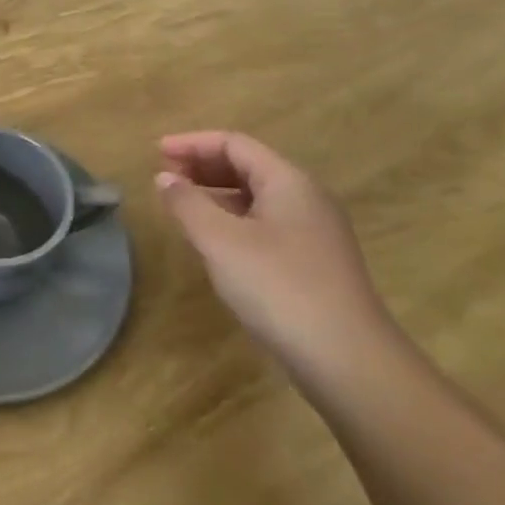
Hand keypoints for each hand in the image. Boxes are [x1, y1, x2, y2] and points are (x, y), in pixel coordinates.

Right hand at [155, 131, 395, 384]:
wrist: (348, 361)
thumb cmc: (279, 287)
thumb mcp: (220, 241)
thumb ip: (188, 203)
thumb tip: (165, 176)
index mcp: (288, 182)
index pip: (234, 144)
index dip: (192, 143)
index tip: (155, 152)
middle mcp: (306, 199)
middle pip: (248, 166)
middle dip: (203, 166)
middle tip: (165, 176)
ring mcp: (315, 232)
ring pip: (257, 197)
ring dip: (216, 194)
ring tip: (182, 206)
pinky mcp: (314, 263)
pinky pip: (266, 223)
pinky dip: (233, 220)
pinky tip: (215, 242)